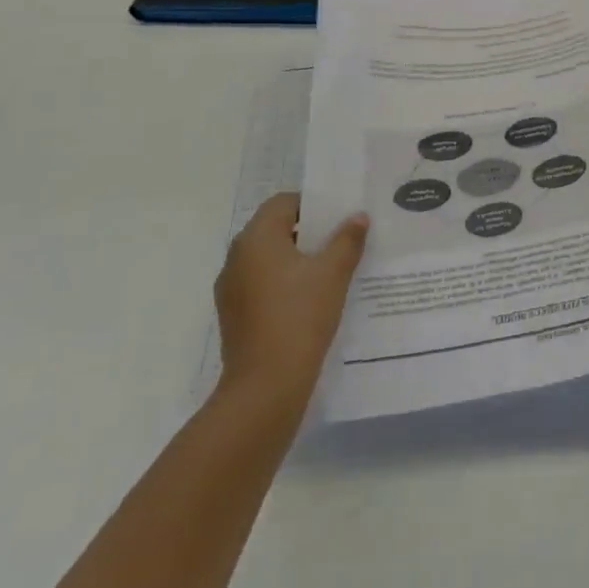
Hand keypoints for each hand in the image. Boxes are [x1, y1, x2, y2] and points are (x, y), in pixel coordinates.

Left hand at [214, 192, 368, 405]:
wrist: (266, 385)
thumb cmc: (300, 316)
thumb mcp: (334, 273)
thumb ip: (347, 239)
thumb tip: (357, 217)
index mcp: (257, 238)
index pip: (283, 203)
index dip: (312, 205)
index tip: (339, 217)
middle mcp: (236, 257)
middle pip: (273, 229)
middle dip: (306, 231)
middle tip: (340, 239)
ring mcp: (230, 288)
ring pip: (266, 258)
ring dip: (294, 258)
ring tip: (328, 270)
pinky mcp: (233, 314)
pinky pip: (260, 283)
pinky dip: (283, 282)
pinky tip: (308, 299)